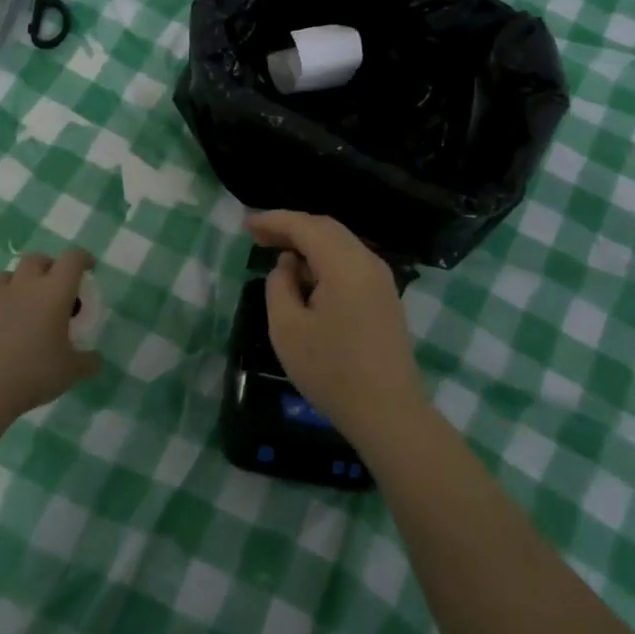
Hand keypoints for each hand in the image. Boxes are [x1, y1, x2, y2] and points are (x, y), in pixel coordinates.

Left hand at [0, 250, 100, 416]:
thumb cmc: (33, 373)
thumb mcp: (71, 372)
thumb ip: (88, 361)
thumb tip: (95, 359)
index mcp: (53, 293)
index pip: (72, 259)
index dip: (83, 259)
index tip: (88, 269)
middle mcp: (23, 287)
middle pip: (36, 259)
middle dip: (49, 267)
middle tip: (55, 288)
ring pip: (6, 275)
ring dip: (18, 283)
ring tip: (24, 305)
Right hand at [249, 211, 425, 435]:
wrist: (388, 412)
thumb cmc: (331, 371)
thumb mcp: (288, 329)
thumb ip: (279, 286)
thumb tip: (287, 266)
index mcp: (345, 265)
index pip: (305, 226)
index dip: (273, 220)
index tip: (246, 224)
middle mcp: (368, 262)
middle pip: (326, 229)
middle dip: (290, 228)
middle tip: (258, 236)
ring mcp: (381, 279)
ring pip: (340, 245)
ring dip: (308, 244)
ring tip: (278, 255)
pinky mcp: (385, 297)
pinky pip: (350, 263)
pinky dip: (325, 260)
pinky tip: (307, 278)